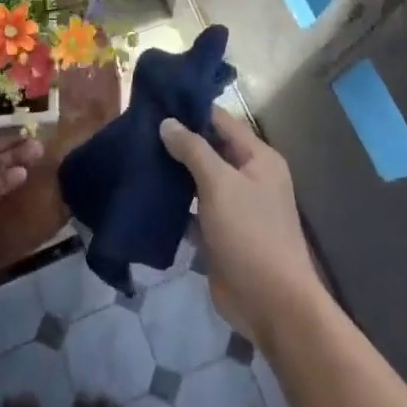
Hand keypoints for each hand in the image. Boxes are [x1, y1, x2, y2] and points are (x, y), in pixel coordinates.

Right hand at [159, 109, 323, 345]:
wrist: (271, 304)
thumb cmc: (250, 234)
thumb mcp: (221, 184)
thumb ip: (193, 150)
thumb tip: (167, 122)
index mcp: (258, 158)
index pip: (221, 121)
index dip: (191, 110)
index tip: (155, 102)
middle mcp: (248, 177)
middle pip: (209, 149)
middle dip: (177, 141)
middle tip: (137, 129)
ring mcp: (234, 207)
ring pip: (199, 180)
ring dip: (173, 173)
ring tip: (135, 156)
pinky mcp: (219, 234)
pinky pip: (193, 210)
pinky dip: (174, 205)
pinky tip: (145, 195)